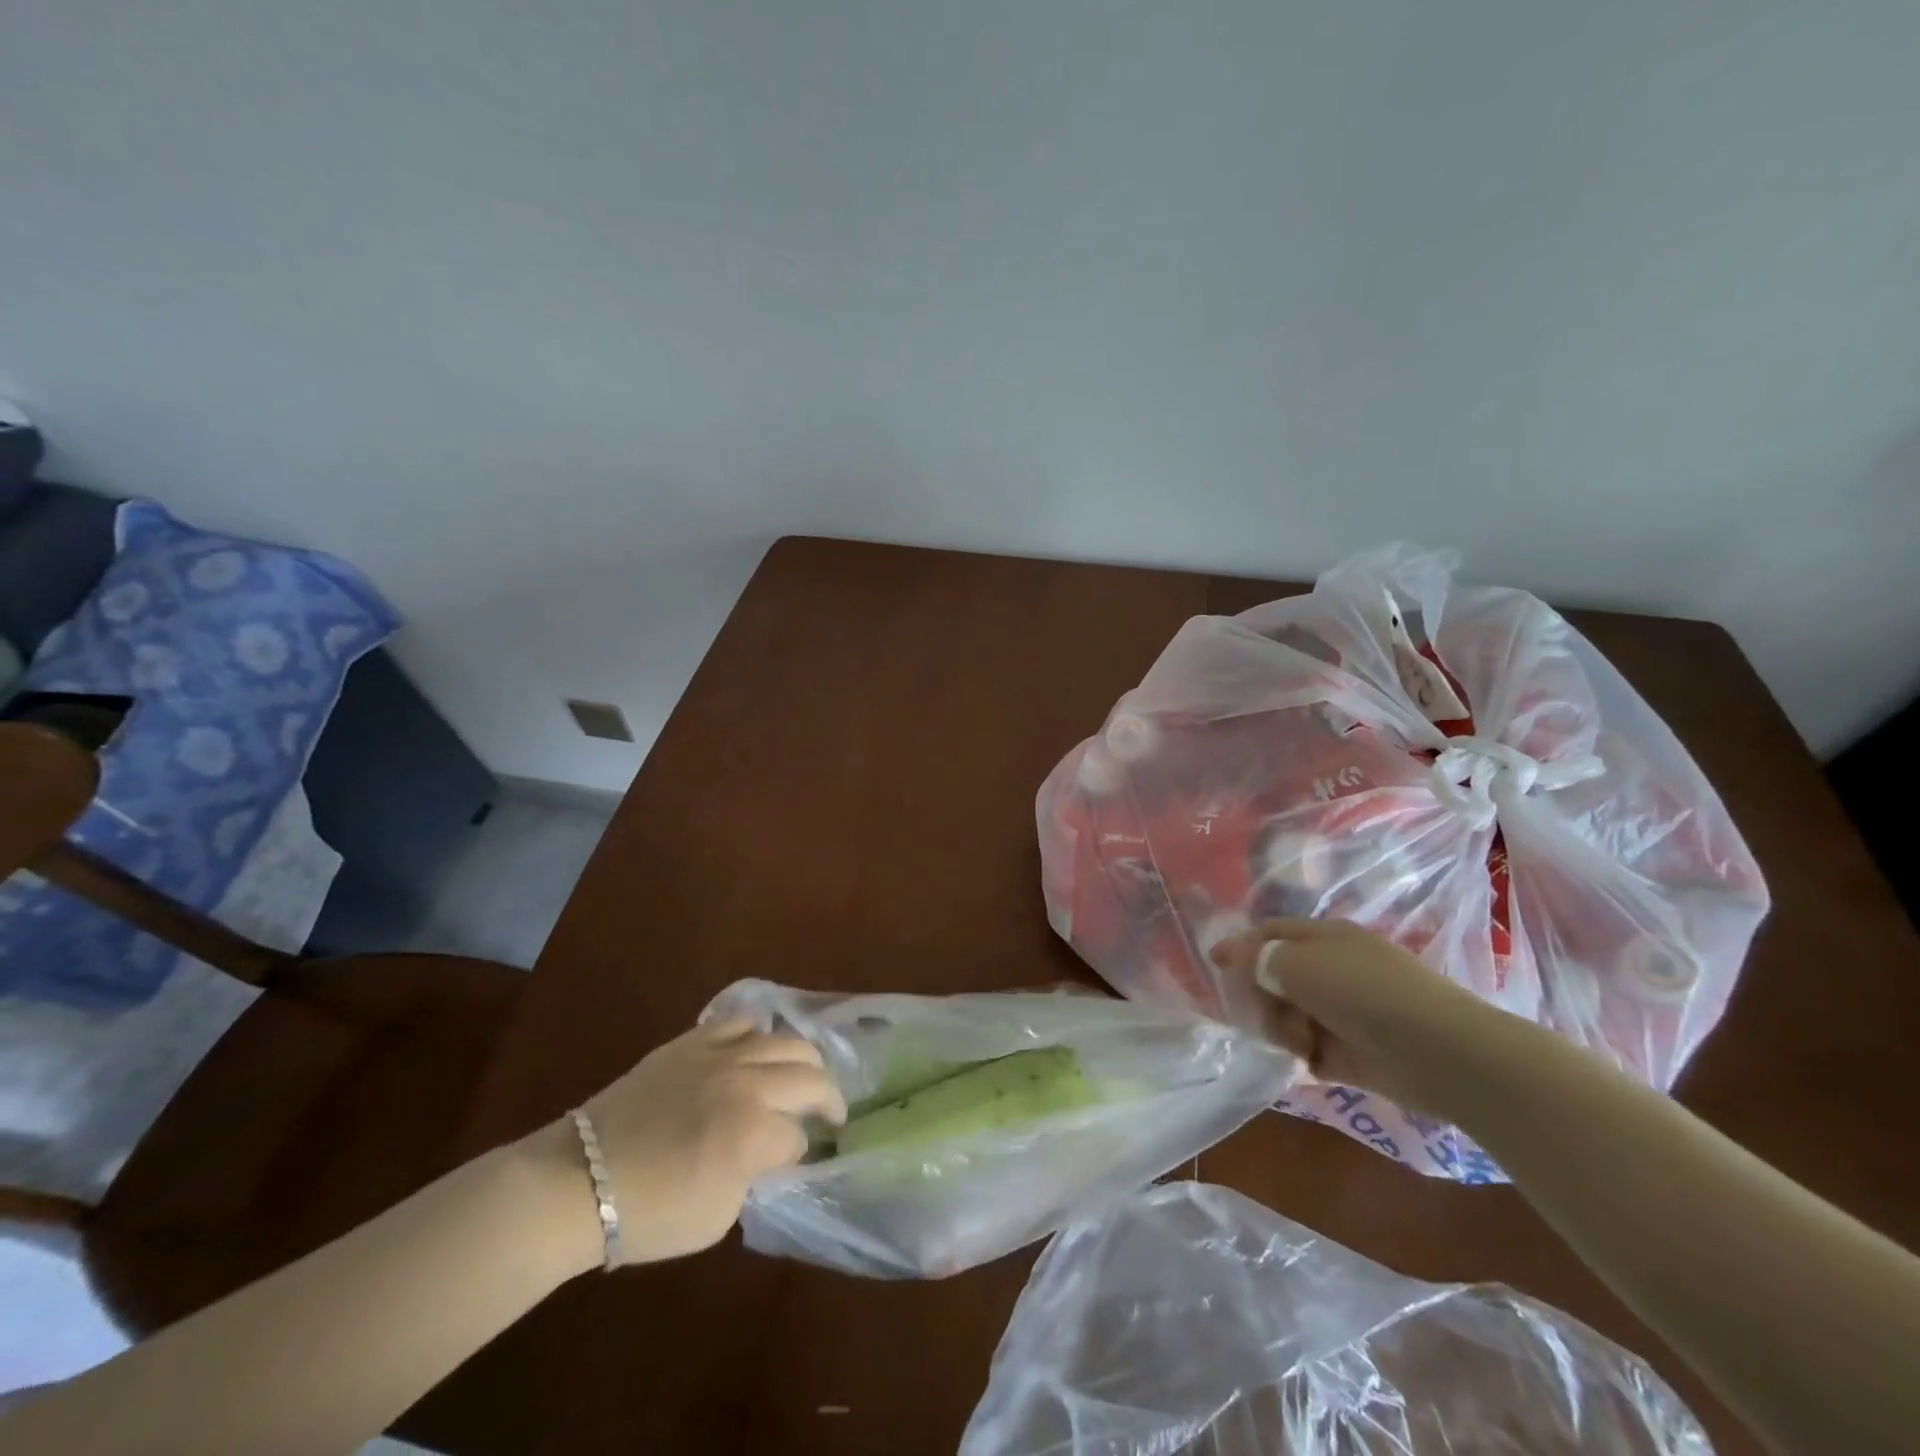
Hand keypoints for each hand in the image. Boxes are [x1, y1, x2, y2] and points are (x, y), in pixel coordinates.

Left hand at [526, 1017, 846, 1269]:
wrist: (578, 1180)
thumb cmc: (647, 1212)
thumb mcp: (717, 1216)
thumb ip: (753, 1177)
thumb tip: (765, 1154)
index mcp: (754, 1132)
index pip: (799, 1136)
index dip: (799, 1153)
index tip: (792, 1163)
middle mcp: (747, 1083)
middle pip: (810, 1076)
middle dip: (828, 1098)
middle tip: (831, 1113)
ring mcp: (721, 1055)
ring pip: (785, 1040)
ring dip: (805, 1061)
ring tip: (806, 1074)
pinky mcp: (693, 1041)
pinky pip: (739, 1021)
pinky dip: (758, 1032)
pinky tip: (759, 1047)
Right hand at [1211, 917, 1508, 1113]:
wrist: (1441, 1053)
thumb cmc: (1364, 992)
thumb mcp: (1299, 964)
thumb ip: (1258, 958)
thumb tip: (1229, 953)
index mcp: (1325, 938)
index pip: (1272, 933)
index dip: (1242, 946)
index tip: (1215, 965)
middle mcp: (1334, 970)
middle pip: (1276, 976)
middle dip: (1261, 995)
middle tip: (1258, 1013)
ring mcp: (1345, 1013)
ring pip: (1290, 1015)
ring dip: (1282, 1028)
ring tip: (1297, 1043)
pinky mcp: (1354, 1054)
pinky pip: (1311, 1050)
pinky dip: (1302, 1055)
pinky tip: (1305, 1061)